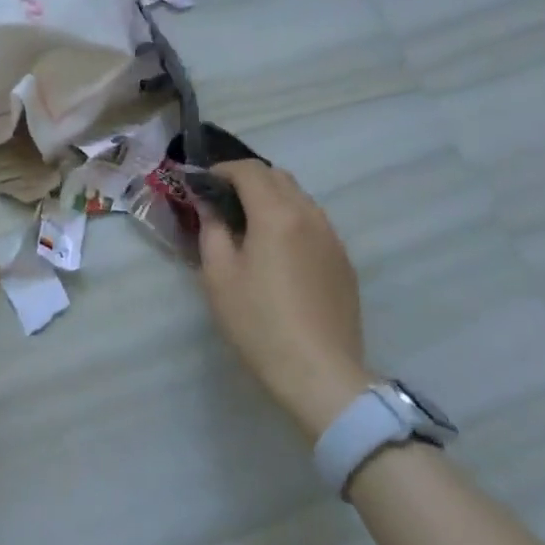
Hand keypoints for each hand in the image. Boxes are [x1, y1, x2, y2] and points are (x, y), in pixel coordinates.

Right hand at [194, 160, 370, 438]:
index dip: (221, 170)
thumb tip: (209, 205)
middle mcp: (309, 216)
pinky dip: (291, 219)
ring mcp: (332, 238)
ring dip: (271, 198)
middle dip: (247, 180)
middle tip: (221, 202)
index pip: (249, 170)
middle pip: (278, 177)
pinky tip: (277, 250)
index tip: (201, 183)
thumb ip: (212, 229)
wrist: (320, 374)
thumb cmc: (258, 322)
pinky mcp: (343, 262)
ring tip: (248, 225)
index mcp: (276, 215)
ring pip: (300, 198)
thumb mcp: (218, 275)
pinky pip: (314, 222)